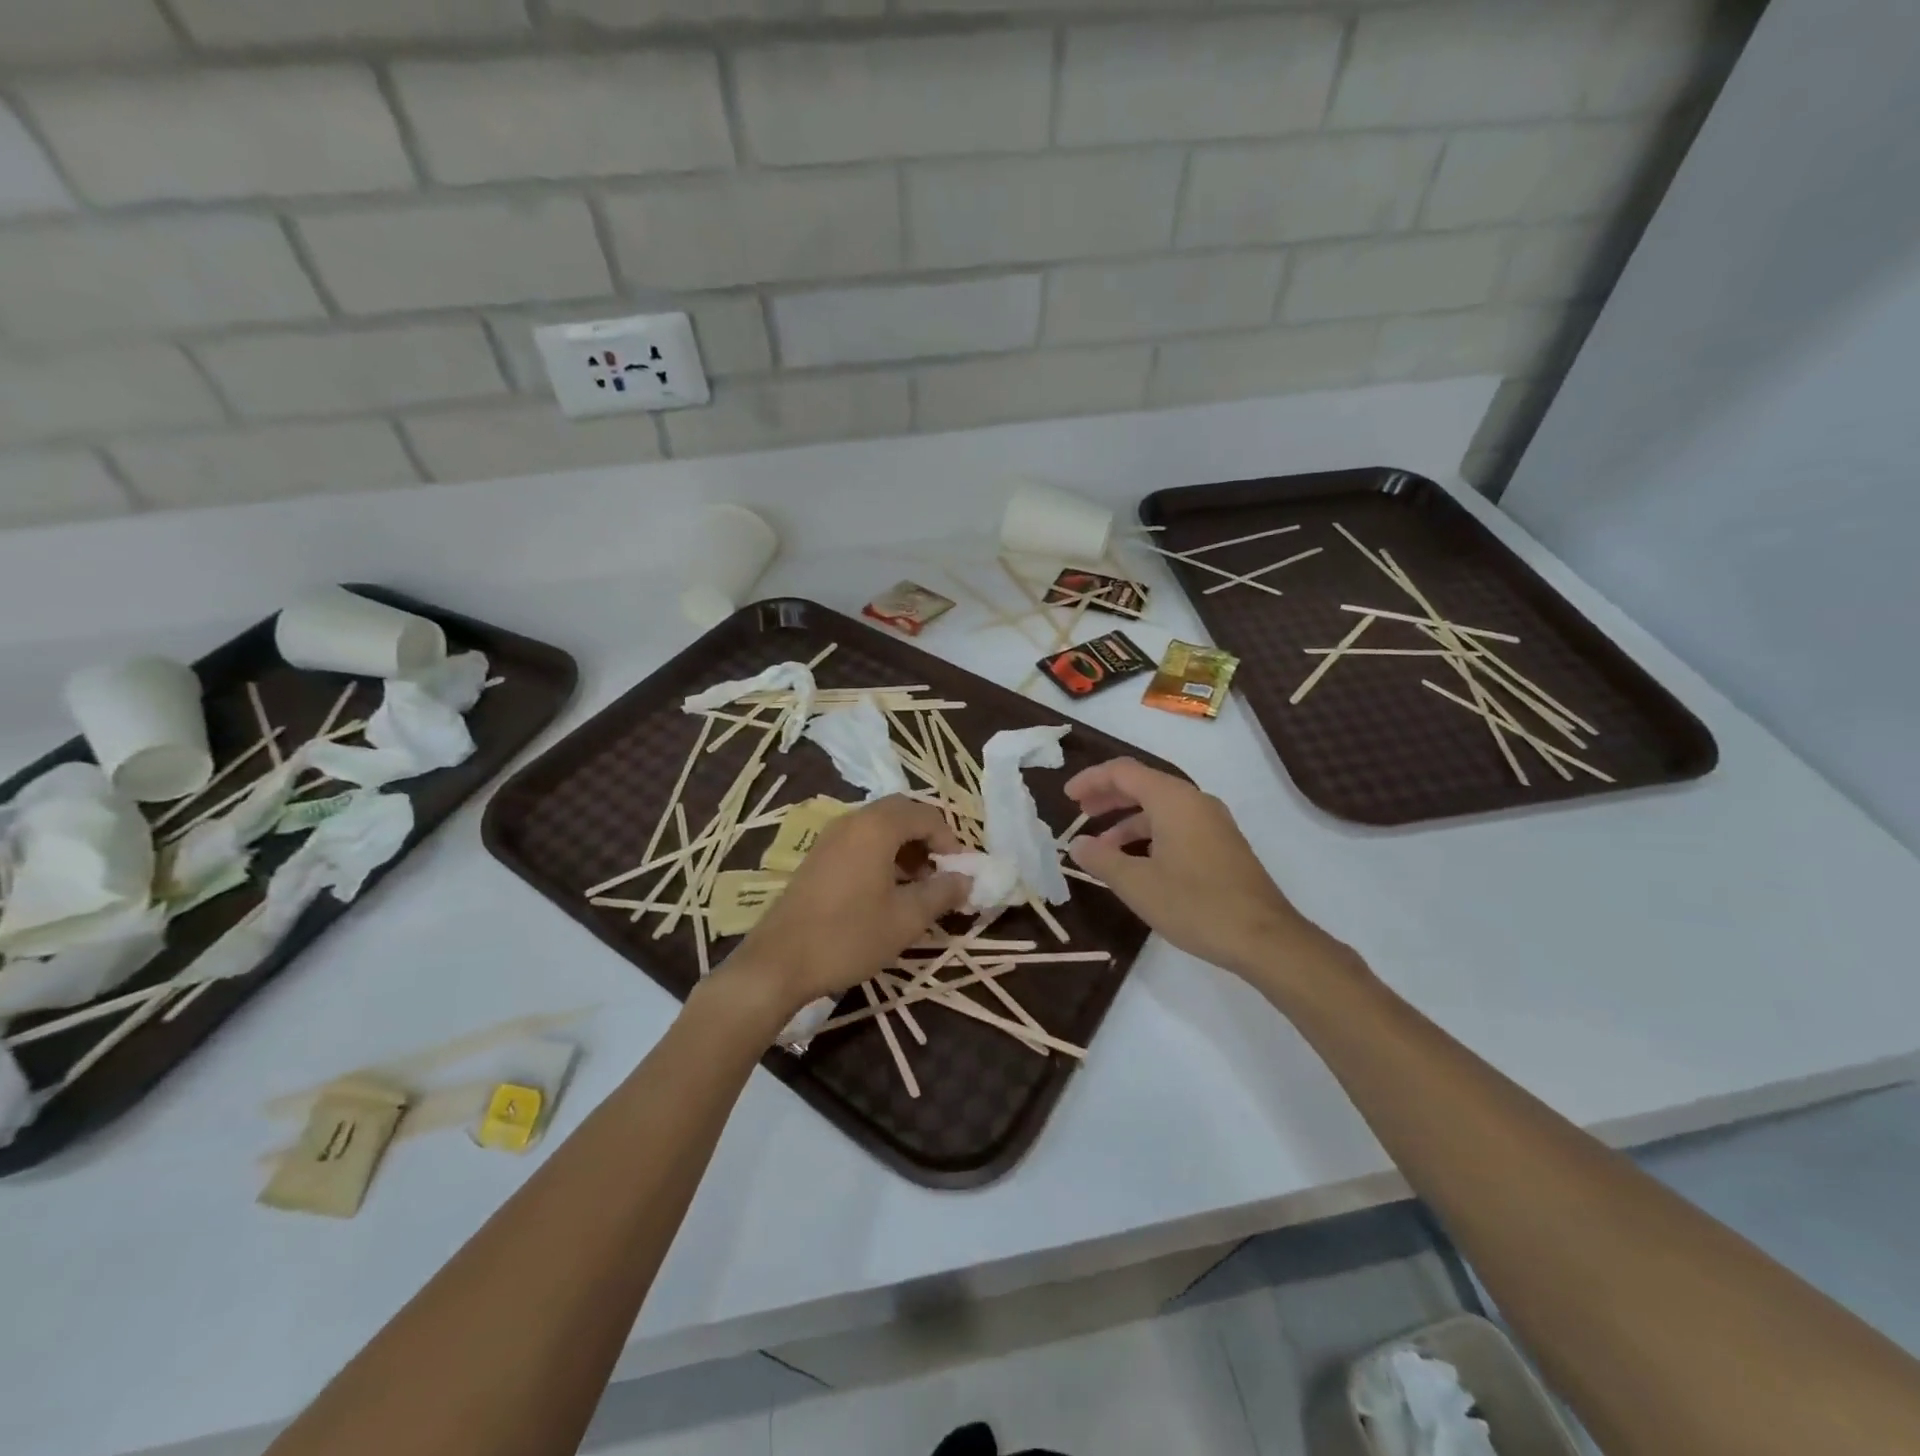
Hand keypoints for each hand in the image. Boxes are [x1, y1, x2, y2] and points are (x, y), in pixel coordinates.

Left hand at [721, 795, 967, 1018]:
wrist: (778, 962)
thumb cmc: (848, 936)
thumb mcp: (906, 919)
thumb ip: (942, 893)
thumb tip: (966, 879)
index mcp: (876, 827)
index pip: (926, 815)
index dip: (950, 840)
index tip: (960, 873)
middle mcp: (852, 820)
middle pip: (901, 812)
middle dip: (926, 838)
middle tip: (939, 872)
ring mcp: (830, 837)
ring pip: (879, 826)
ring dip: (904, 846)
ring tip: (917, 886)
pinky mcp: (818, 856)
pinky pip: (860, 840)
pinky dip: (882, 854)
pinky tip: (886, 891)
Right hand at [1065, 758, 1334, 985]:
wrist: (1264, 938)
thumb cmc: (1195, 905)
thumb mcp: (1137, 884)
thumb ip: (1101, 859)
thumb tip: (1077, 844)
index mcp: (1173, 800)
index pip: (1123, 772)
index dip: (1091, 780)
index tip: (1067, 797)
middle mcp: (1195, 801)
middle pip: (1143, 785)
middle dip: (1108, 797)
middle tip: (1080, 813)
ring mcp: (1213, 822)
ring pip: (1161, 808)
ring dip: (1128, 821)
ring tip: (1102, 848)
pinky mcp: (1222, 844)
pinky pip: (1177, 825)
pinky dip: (1150, 834)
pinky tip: (1137, 862)